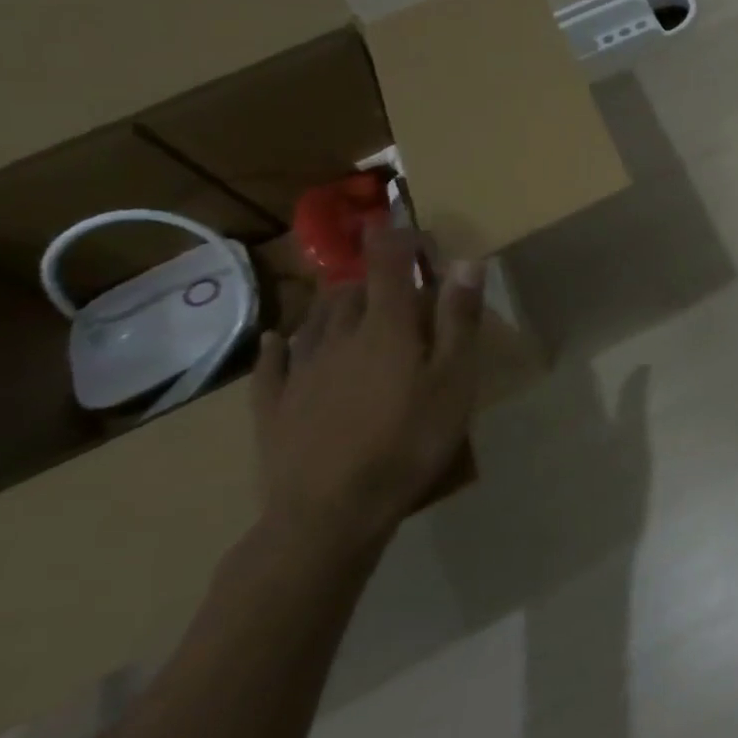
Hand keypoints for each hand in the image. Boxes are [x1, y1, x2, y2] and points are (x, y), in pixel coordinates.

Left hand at [252, 225, 484, 560]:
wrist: (329, 512)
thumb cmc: (409, 441)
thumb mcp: (455, 380)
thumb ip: (459, 319)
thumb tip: (465, 261)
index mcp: (386, 327)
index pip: (389, 264)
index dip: (398, 238)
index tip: (411, 226)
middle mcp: (338, 337)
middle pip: (352, 289)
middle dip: (374, 273)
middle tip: (397, 276)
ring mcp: (301, 371)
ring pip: (315, 319)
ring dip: (335, 301)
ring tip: (350, 297)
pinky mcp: (274, 406)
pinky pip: (272, 363)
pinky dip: (279, 344)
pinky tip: (278, 338)